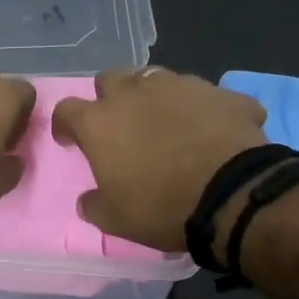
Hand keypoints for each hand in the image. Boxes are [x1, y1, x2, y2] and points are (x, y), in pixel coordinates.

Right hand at [53, 68, 266, 251]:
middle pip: (110, 79)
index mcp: (100, 122)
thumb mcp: (115, 220)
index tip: (71, 141)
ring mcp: (180, 85)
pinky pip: (206, 95)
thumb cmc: (162, 206)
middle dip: (110, 98)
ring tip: (168, 124)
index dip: (66, 125)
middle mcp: (134, 92)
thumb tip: (87, 200)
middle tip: (121, 125)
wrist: (233, 195)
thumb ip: (94, 205)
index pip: (66, 110)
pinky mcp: (220, 93)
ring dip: (154, 97)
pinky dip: (204, 109)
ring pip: (156, 78)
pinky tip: (214, 130)